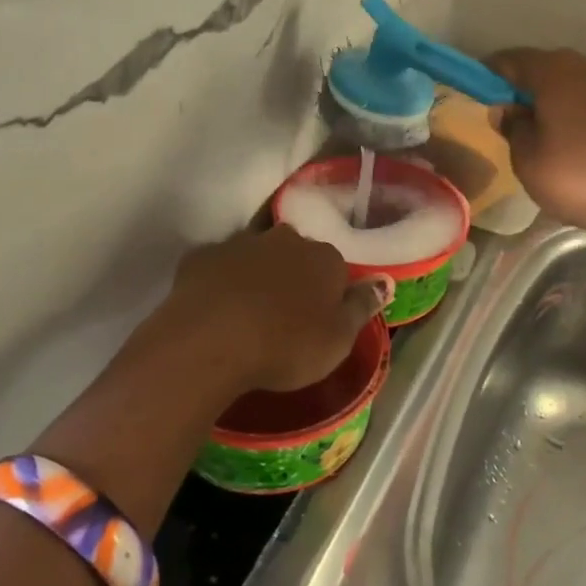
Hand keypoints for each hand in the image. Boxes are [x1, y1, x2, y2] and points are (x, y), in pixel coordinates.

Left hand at [160, 225, 387, 396]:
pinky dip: (219, 280)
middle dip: (293, 274)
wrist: (210, 342)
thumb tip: (384, 281)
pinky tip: (214, 307)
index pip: (335, 267)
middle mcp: (285, 240)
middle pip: (295, 253)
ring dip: (256, 274)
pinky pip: (217, 266)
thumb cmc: (286, 346)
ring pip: (256, 253)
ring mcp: (240, 244)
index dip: (328, 291)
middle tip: (284, 314)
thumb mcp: (338, 340)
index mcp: (324, 258)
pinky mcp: (201, 256)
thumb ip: (361, 306)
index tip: (318, 317)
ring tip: (247, 311)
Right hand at [488, 47, 585, 257]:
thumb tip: (507, 109)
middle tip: (511, 116)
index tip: (478, 90)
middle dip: (526, 87)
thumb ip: (514, 129)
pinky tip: (581, 142)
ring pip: (576, 84)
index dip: (491, 73)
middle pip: (547, 68)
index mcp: (555, 73)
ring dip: (557, 101)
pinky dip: (584, 114)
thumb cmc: (582, 178)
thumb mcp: (530, 162)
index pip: (512, 59)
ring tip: (546, 132)